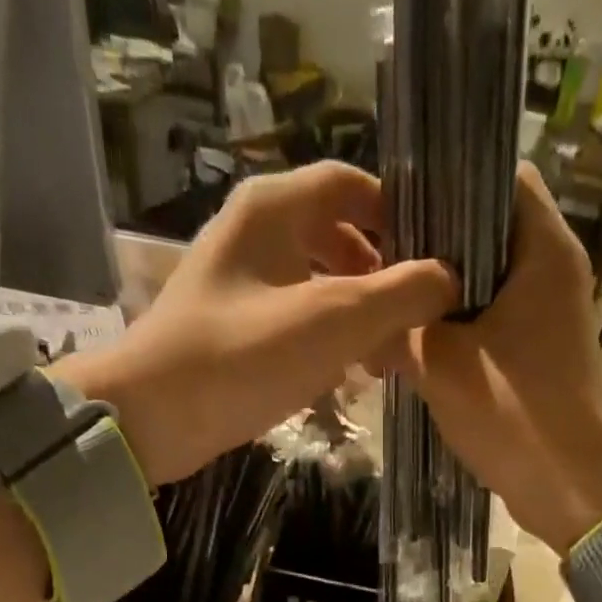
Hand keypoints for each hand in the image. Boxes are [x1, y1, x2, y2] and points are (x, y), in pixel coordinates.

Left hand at [59, 162, 456, 483]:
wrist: (153, 418)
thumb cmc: (243, 357)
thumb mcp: (333, 321)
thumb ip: (400, 294)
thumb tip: (448, 280)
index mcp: (272, 208)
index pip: (351, 183)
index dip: (398, 216)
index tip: (434, 261)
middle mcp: (253, 232)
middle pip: (337, 235)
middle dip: (381, 277)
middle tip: (412, 323)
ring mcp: (238, 282)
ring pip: (316, 281)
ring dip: (356, 315)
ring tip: (384, 360)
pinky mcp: (231, 328)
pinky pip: (293, 318)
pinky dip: (325, 338)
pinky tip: (343, 376)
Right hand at [402, 163, 601, 550]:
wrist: (570, 487)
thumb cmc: (513, 412)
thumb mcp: (440, 364)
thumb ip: (398, 328)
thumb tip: (363, 316)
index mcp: (543, 248)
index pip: (498, 174)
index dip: (446, 179)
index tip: (396, 202)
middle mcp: (553, 271)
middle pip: (487, 230)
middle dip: (432, 245)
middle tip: (378, 258)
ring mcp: (550, 316)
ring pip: (486, 282)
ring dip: (440, 295)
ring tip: (387, 303)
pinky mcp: (540, 355)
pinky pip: (492, 323)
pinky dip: (457, 329)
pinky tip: (413, 346)